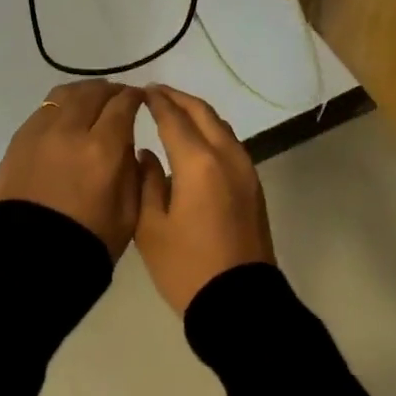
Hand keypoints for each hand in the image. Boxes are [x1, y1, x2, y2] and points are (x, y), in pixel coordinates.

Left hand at [0, 81, 146, 259]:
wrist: (30, 262)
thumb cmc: (89, 242)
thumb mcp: (129, 212)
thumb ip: (133, 169)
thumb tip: (127, 141)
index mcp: (102, 150)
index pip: (122, 105)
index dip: (135, 97)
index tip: (140, 99)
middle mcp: (70, 131)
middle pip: (93, 91)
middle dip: (111, 90)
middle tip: (119, 97)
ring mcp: (39, 132)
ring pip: (65, 94)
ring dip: (84, 92)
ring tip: (92, 101)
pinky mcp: (18, 141)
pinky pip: (44, 110)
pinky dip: (60, 107)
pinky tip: (66, 119)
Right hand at [134, 86, 274, 312]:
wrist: (240, 304)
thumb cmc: (188, 268)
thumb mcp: (151, 227)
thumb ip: (146, 181)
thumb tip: (146, 154)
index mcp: (198, 163)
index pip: (174, 118)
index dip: (156, 102)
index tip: (141, 91)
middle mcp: (226, 156)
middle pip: (202, 113)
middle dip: (178, 98)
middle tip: (156, 92)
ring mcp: (245, 169)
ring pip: (220, 125)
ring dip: (197, 112)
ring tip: (174, 110)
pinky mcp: (253, 185)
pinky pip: (230, 143)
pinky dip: (211, 130)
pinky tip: (195, 139)